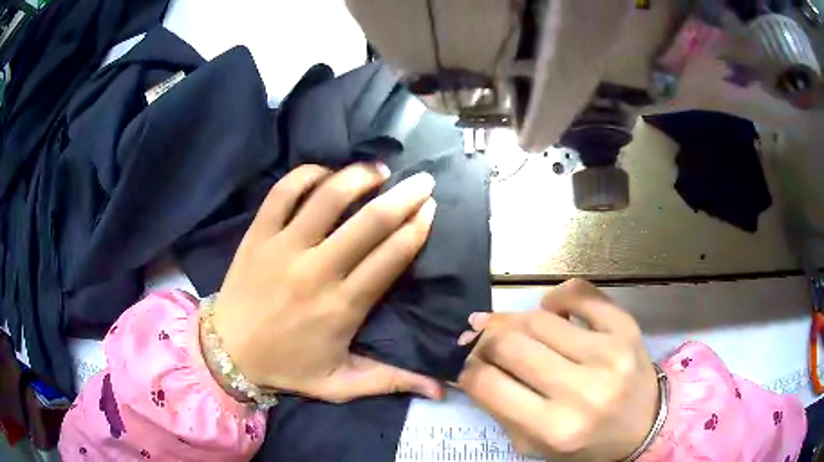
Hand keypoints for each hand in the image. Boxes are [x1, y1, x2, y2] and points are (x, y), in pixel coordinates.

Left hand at [210, 163, 442, 402]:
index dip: (416, 228)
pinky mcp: (257, 235)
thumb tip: (441, 389)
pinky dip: (306, 175)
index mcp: (342, 307)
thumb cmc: (286, 368)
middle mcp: (316, 271)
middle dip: (403, 196)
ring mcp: (283, 248)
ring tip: (379, 170)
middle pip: (369, 223)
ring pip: (327, 198)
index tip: (431, 209)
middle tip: (423, 181)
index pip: (391, 257)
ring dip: (359, 177)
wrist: (228, 353)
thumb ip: (391, 382)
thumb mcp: (341, 384)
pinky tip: (325, 173)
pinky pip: (282, 193)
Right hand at [458, 279, 657, 460]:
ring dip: (514, 319)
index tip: (468, 363)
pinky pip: (581, 293)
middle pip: (510, 343)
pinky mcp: (626, 328)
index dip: (466, 368)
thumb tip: (470, 361)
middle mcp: (582, 390)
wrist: (644, 426)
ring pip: (539, 318)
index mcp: (554, 428)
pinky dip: (556, 297)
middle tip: (483, 340)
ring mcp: (608, 353)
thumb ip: (499, 407)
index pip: (487, 383)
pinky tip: (551, 310)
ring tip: (511, 327)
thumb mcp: (534, 444)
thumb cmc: (585, 443)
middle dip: (485, 339)